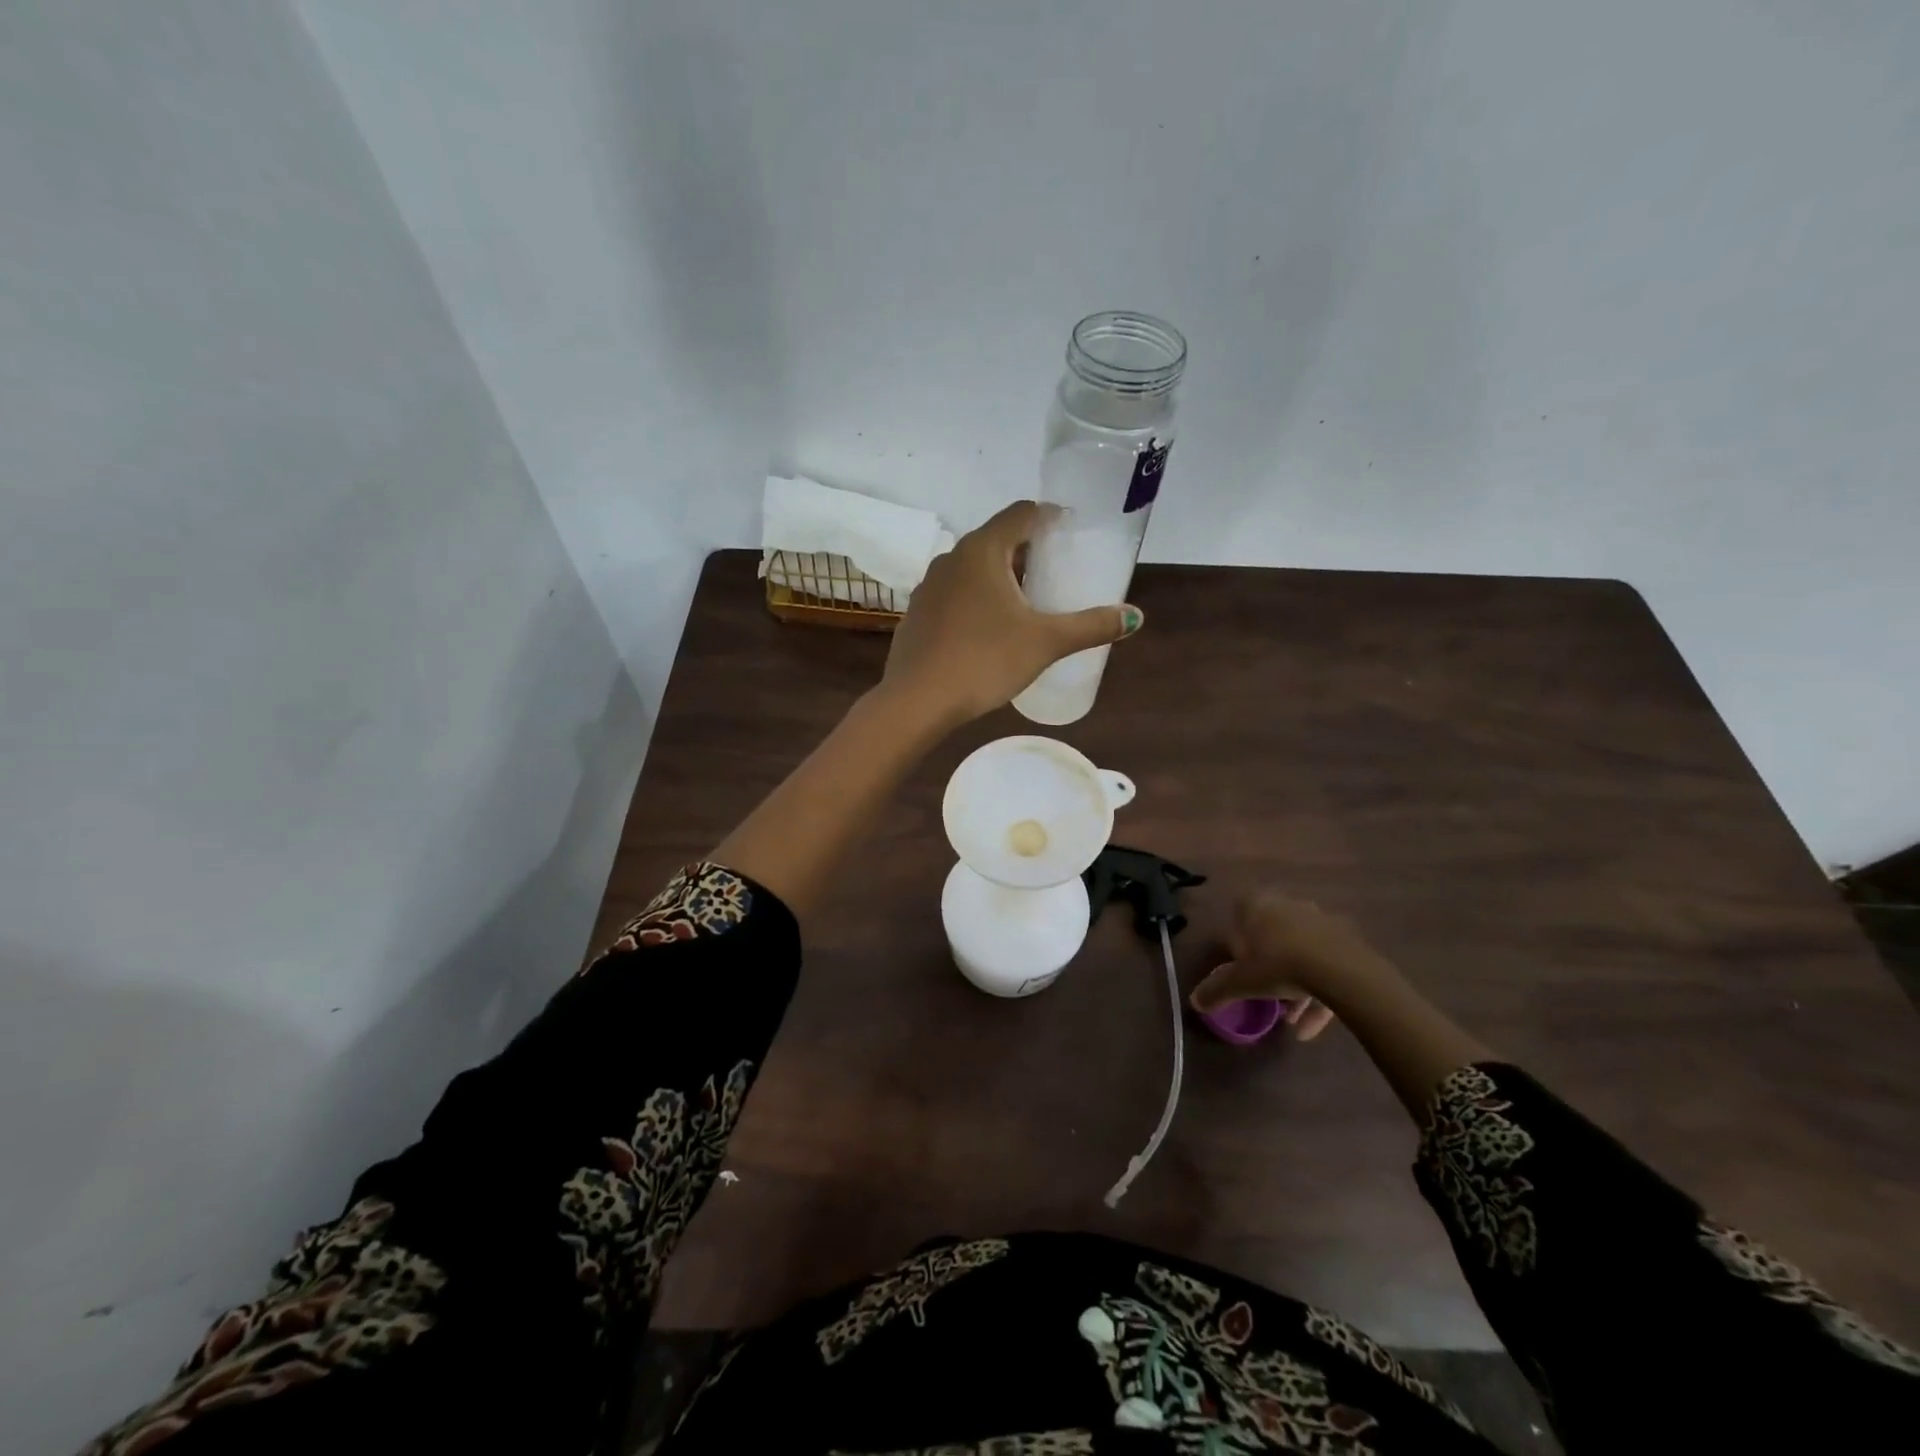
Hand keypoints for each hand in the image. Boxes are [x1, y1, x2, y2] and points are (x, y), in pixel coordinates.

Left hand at [882, 500, 1142, 728]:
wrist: (917, 700)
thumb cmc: (984, 661)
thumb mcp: (1045, 643)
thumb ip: (1090, 626)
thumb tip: (1134, 617)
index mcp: (983, 550)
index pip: (1022, 513)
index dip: (1050, 517)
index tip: (1071, 534)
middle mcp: (952, 558)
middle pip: (998, 539)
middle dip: (1029, 550)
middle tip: (1057, 572)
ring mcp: (930, 586)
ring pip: (974, 568)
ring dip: (1002, 576)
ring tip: (1028, 601)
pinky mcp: (920, 613)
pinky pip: (956, 593)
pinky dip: (978, 598)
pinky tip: (990, 628)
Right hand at [1189, 890, 1397, 1042]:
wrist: (1341, 970)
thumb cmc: (1279, 965)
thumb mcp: (1242, 982)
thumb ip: (1217, 990)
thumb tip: (1194, 1002)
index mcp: (1259, 905)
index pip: (1240, 915)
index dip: (1239, 942)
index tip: (1241, 968)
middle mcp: (1288, 905)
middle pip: (1273, 936)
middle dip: (1270, 966)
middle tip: (1267, 994)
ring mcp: (1320, 921)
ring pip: (1302, 953)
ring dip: (1296, 986)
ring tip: (1293, 1020)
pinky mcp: (1347, 940)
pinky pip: (1327, 966)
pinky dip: (1319, 994)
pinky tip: (1313, 1029)